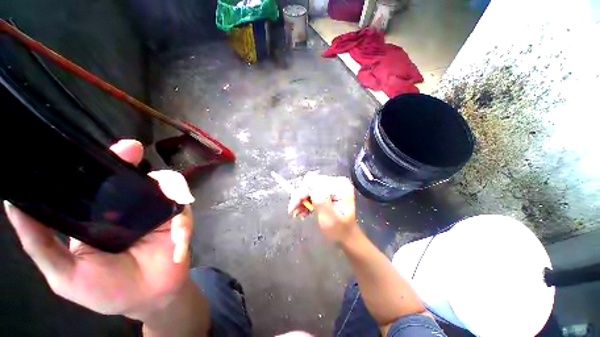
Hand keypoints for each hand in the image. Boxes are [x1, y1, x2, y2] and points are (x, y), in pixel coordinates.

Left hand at [3, 140, 194, 321]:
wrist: (149, 298)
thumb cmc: (105, 290)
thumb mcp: (65, 273)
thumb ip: (41, 244)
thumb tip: (13, 205)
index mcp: (103, 213)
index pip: (103, 181)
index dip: (108, 161)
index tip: (113, 149)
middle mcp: (132, 206)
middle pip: (140, 176)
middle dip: (138, 162)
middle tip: (134, 151)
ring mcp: (159, 212)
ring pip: (170, 186)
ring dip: (173, 190)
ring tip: (173, 203)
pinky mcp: (181, 221)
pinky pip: (186, 213)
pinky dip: (184, 226)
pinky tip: (178, 244)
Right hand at [288, 172, 357, 242]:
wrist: (345, 235)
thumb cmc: (339, 230)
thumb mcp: (330, 218)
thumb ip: (321, 200)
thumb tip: (309, 184)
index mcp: (340, 186)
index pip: (314, 181)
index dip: (302, 193)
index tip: (294, 207)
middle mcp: (336, 181)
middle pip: (310, 182)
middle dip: (300, 197)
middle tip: (293, 211)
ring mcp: (331, 185)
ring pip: (308, 186)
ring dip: (301, 200)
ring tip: (297, 213)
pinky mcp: (327, 189)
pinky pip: (311, 191)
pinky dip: (305, 200)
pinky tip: (302, 211)